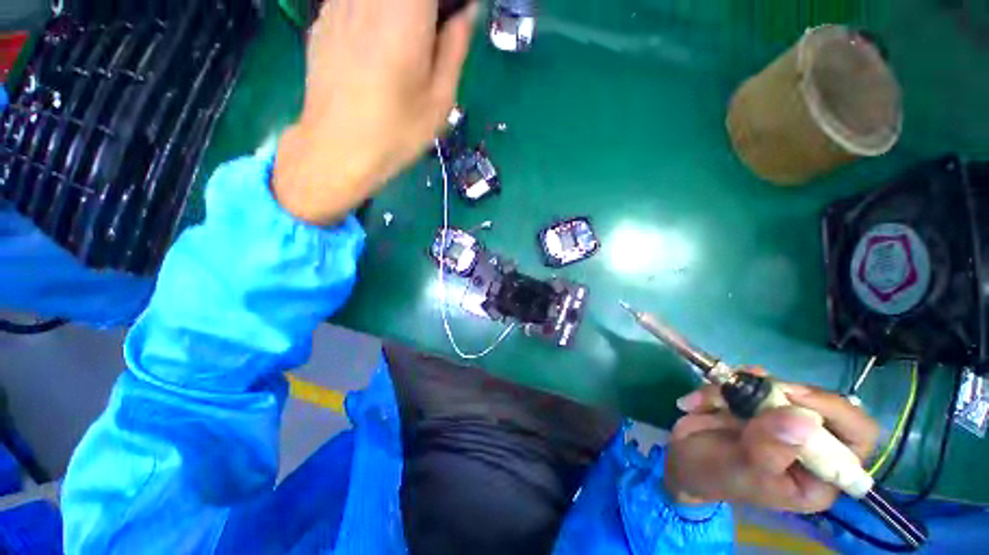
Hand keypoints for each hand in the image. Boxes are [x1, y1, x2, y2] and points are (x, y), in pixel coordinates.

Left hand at [274, 0, 477, 224]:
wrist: (337, 149)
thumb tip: (466, 13)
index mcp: (405, 12)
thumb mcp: (440, 99)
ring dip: (401, 15)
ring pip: (380, 0)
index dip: (446, 5)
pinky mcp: (323, 17)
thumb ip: (455, 47)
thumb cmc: (396, 132)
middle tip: (434, 37)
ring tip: (407, 48)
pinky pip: (358, 2)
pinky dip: (375, 15)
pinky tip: (378, 48)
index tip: (454, 21)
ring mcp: (339, 2)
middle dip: (426, 13)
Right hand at [663, 368, 878, 512]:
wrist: (681, 461)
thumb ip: (769, 449)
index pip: (857, 435)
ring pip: (776, 386)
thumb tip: (804, 419)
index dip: (835, 410)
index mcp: (820, 473)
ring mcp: (780, 419)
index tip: (792, 396)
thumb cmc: (713, 476)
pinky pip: (745, 380)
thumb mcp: (740, 470)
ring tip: (708, 403)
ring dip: (735, 389)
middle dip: (776, 392)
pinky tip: (698, 403)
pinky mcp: (754, 403)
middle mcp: (809, 443)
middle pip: (816, 401)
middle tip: (745, 387)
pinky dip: (718, 387)